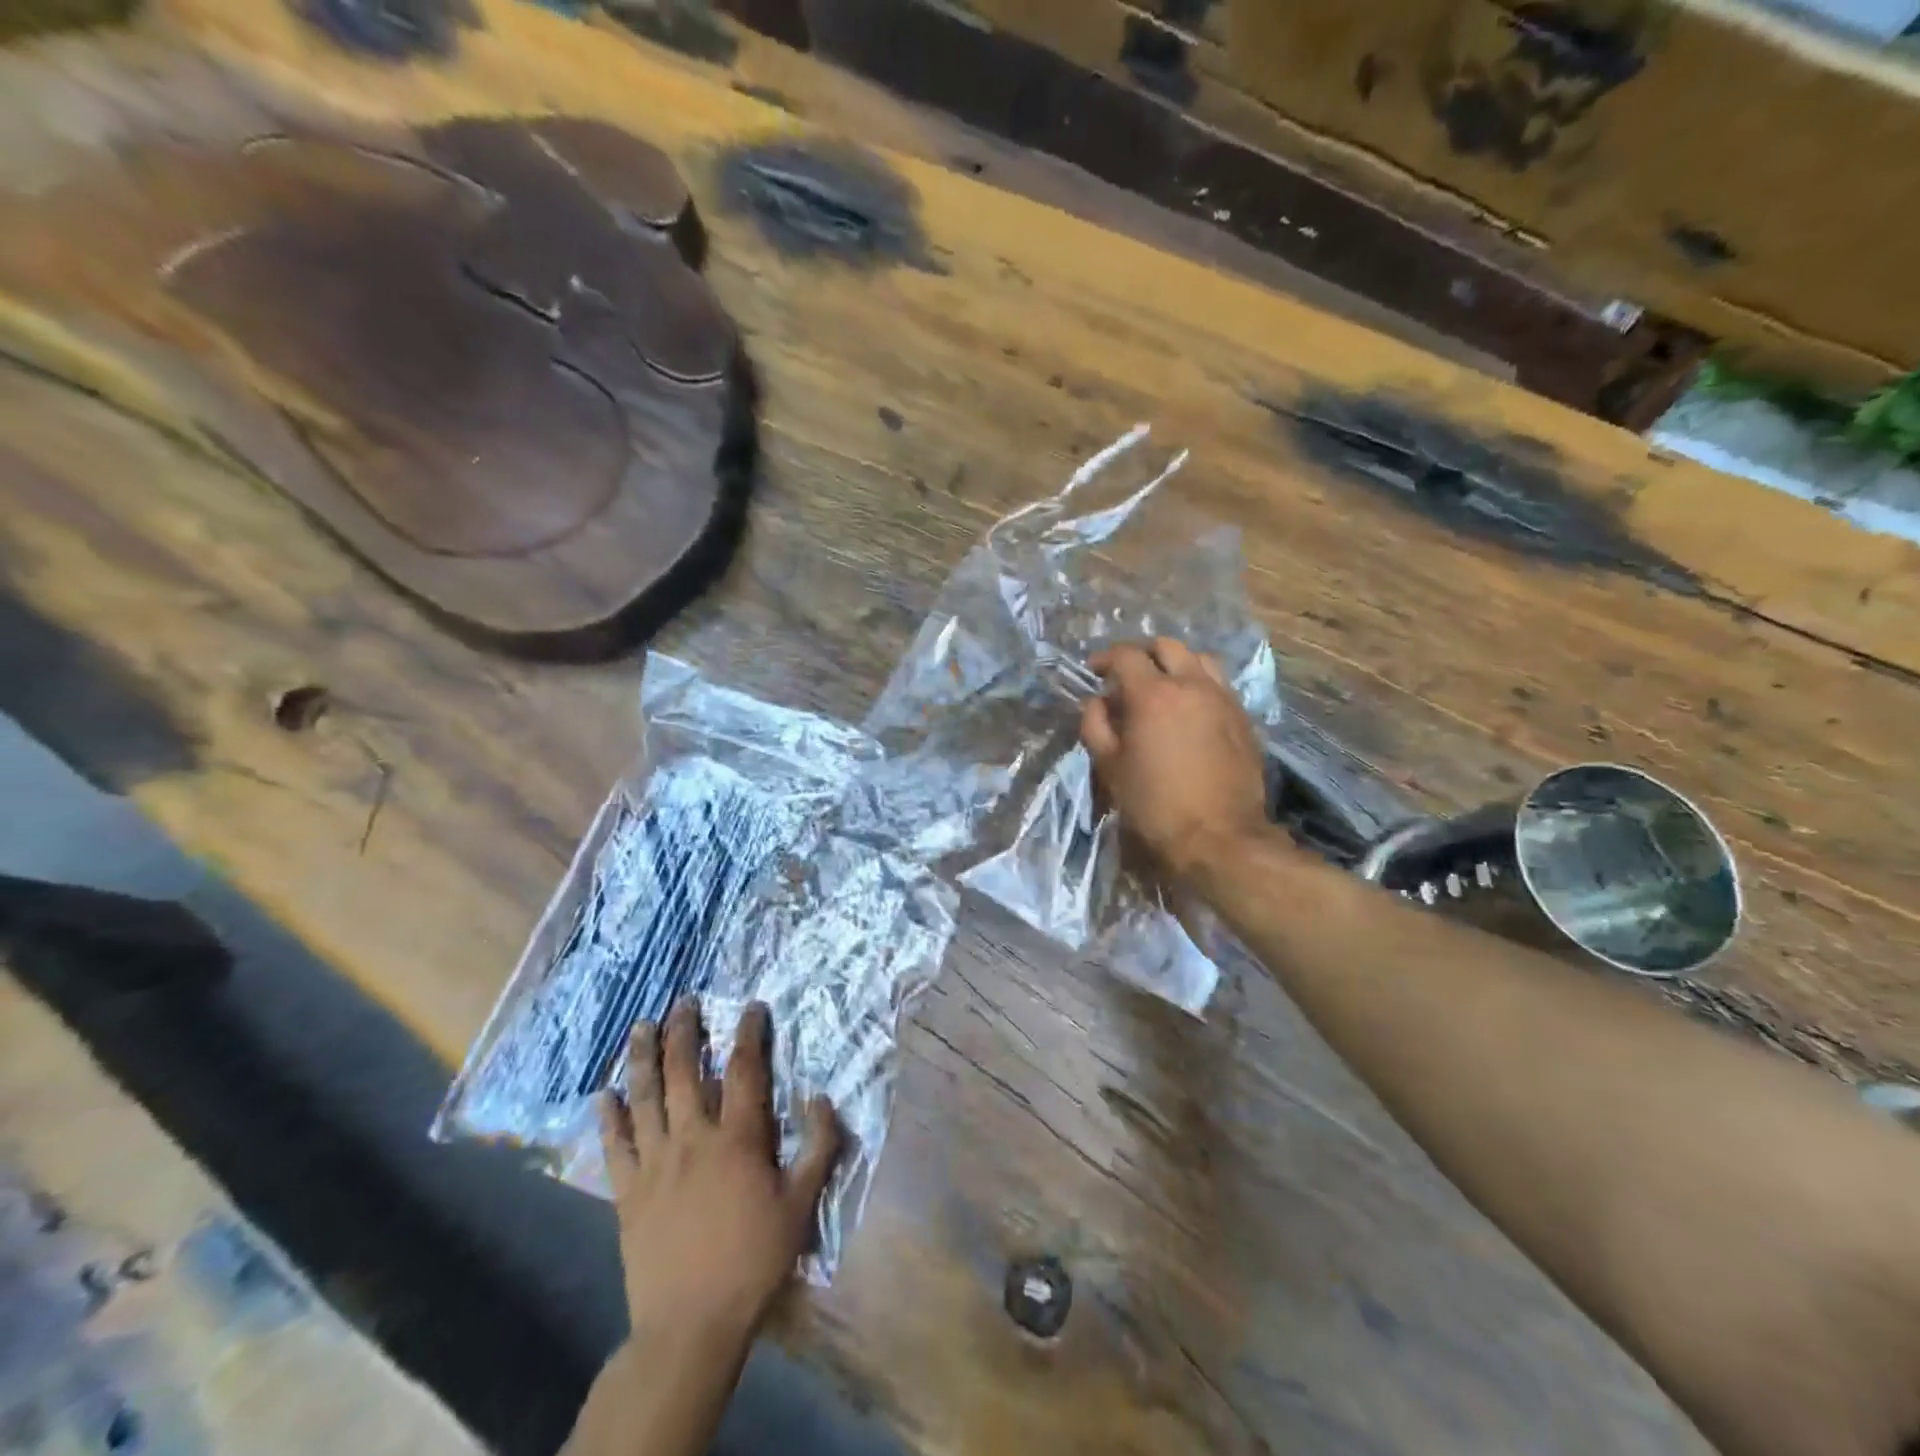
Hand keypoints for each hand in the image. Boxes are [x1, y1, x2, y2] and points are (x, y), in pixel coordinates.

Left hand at [597, 999, 842, 1348]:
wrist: (691, 1325)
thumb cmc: (753, 1261)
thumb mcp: (801, 1205)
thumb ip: (818, 1147)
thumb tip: (821, 1098)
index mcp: (737, 1138)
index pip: (743, 1070)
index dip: (749, 1033)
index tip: (751, 1006)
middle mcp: (692, 1138)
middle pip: (684, 1071)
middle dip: (685, 1031)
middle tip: (684, 1001)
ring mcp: (655, 1163)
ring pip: (645, 1097)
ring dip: (643, 1058)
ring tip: (642, 1026)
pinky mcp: (627, 1192)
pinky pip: (615, 1145)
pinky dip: (608, 1117)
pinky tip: (603, 1093)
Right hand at [1080, 637, 1269, 882]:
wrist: (1219, 836)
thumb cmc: (1154, 804)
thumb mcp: (1110, 767)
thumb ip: (1096, 726)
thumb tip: (1096, 702)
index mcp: (1153, 694)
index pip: (1126, 655)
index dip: (1105, 658)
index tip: (1094, 670)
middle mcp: (1191, 685)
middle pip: (1166, 646)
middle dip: (1142, 653)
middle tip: (1127, 675)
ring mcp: (1223, 698)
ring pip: (1199, 659)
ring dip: (1176, 663)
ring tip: (1163, 685)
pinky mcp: (1243, 718)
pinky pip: (1219, 684)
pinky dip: (1199, 684)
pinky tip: (1190, 709)